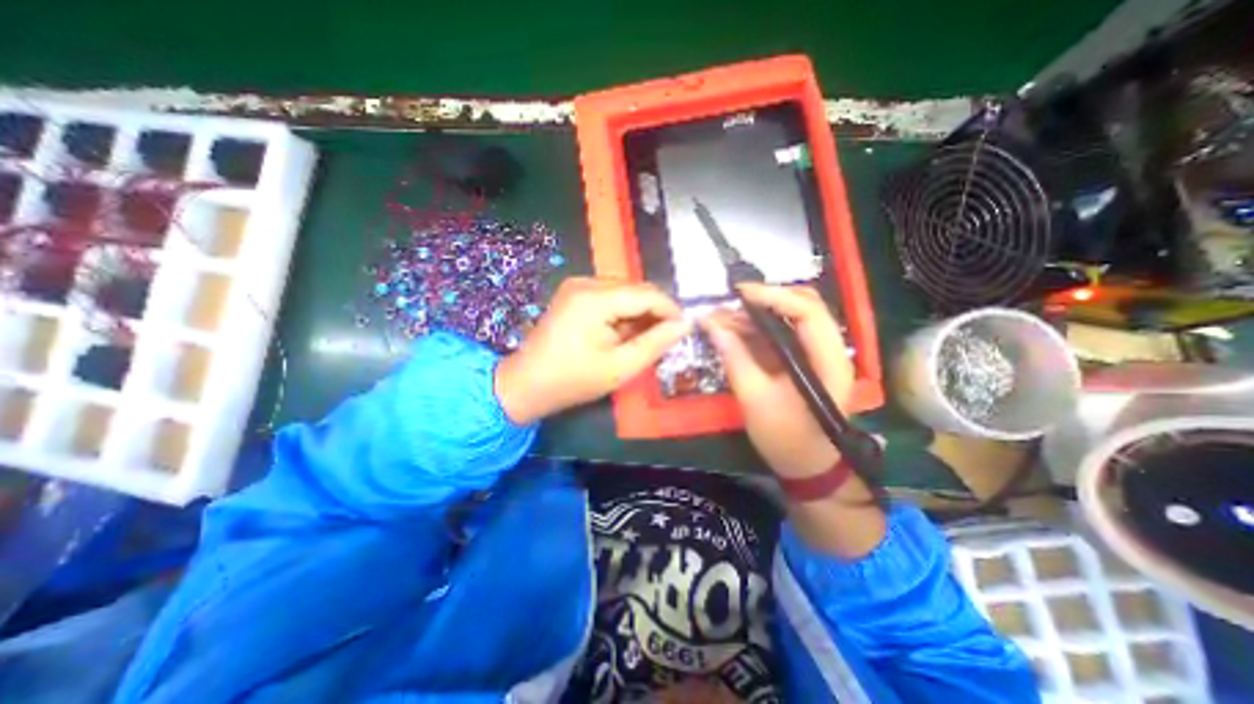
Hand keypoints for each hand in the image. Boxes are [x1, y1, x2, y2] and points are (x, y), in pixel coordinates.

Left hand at [492, 277, 689, 422]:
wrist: (527, 384)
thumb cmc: (573, 380)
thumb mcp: (620, 367)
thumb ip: (655, 343)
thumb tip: (684, 325)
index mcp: (594, 298)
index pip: (647, 293)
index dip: (670, 310)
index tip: (684, 330)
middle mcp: (585, 282)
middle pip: (636, 289)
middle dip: (655, 312)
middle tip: (665, 339)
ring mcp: (577, 285)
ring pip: (625, 292)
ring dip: (639, 312)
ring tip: (644, 339)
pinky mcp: (574, 293)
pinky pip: (610, 296)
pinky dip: (623, 312)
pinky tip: (624, 333)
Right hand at [700, 283, 858, 479]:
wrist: (807, 466)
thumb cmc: (786, 439)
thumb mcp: (756, 400)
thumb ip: (735, 359)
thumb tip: (712, 325)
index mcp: (828, 360)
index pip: (808, 311)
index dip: (774, 296)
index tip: (739, 294)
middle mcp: (827, 349)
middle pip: (802, 306)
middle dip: (764, 299)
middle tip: (729, 302)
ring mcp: (814, 353)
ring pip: (788, 318)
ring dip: (755, 314)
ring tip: (720, 317)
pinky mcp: (800, 360)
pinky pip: (778, 335)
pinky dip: (754, 329)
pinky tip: (730, 331)